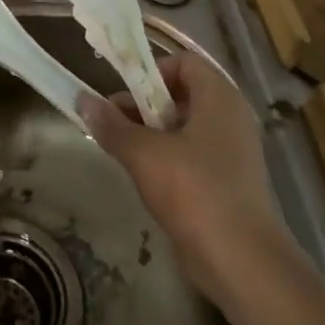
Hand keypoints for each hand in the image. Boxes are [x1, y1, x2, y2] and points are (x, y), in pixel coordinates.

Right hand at [80, 53, 284, 304]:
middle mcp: (231, 117)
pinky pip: (194, 154)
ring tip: (123, 151)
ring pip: (186, 126)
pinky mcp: (230, 182)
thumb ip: (112, 125)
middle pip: (183, 93)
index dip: (151, 71)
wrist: (241, 261)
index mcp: (219, 98)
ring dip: (152, 133)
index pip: (184, 62)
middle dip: (144, 104)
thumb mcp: (144, 154)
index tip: (124, 93)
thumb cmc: (194, 191)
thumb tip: (82, 100)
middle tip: (114, 122)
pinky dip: (169, 157)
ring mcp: (234, 151)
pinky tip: (146, 177)